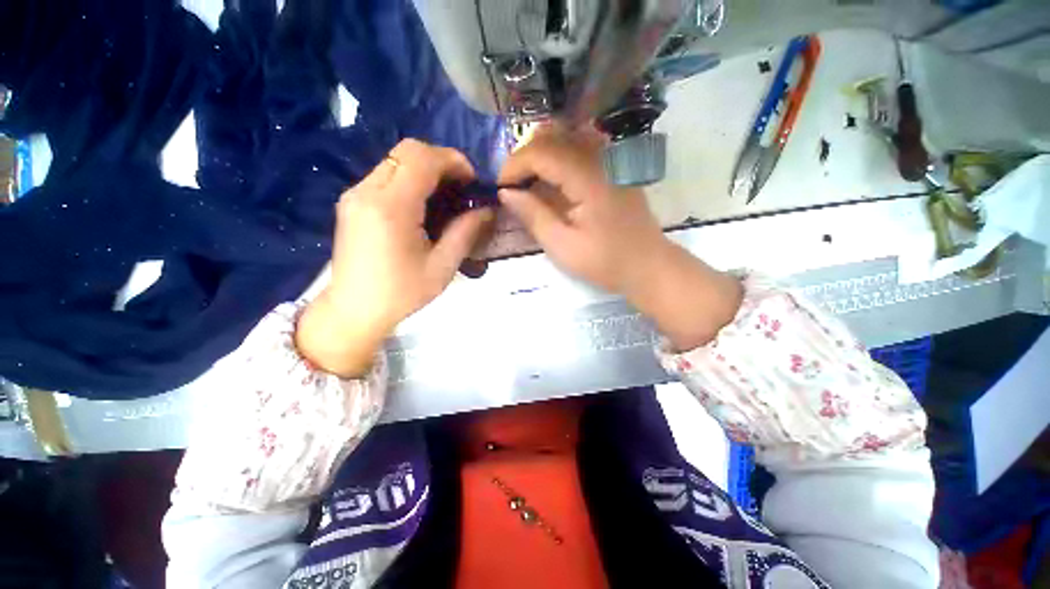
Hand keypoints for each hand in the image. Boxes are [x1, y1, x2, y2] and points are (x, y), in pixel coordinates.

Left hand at [298, 139, 492, 376]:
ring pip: (395, 160)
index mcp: (391, 207)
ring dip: (425, 170)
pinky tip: (423, 206)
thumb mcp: (442, 266)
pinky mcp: (351, 202)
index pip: (422, 158)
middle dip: (440, 161)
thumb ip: (466, 232)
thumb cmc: (401, 293)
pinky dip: (410, 179)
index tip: (472, 182)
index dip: (453, 161)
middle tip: (460, 188)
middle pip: (407, 150)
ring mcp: (355, 194)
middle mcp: (367, 191)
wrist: (354, 310)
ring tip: (445, 197)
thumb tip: (487, 210)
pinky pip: (386, 175)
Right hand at [497, 129, 668, 295]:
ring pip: (566, 137)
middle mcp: (601, 157)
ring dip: (540, 155)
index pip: (541, 152)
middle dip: (524, 158)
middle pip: (552, 136)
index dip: (514, 166)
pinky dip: (558, 157)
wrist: (647, 265)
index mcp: (588, 177)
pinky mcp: (614, 166)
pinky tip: (551, 180)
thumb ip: (532, 215)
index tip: (499, 188)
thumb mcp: (562, 246)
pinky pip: (579, 147)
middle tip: (511, 186)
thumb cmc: (605, 262)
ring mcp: (611, 159)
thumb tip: (505, 192)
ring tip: (527, 183)